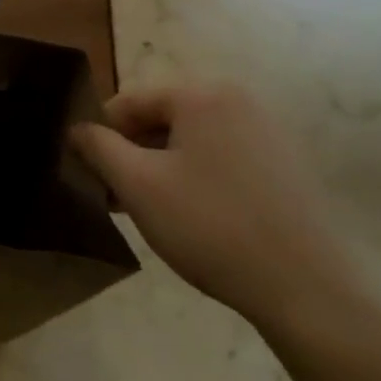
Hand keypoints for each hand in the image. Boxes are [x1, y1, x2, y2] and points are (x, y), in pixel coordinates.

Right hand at [71, 82, 362, 326]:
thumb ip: (99, 148)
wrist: (303, 285)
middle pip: (162, 117)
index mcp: (203, 95)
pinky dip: (194, 176)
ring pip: (191, 140)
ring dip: (159, 167)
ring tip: (144, 208)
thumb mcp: (139, 185)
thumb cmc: (209, 225)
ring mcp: (268, 132)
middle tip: (112, 195)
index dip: (99, 134)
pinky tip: (187, 214)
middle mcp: (239, 101)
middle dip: (131, 152)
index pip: (130, 102)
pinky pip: (221, 157)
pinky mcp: (284, 164)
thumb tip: (77, 129)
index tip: (84, 171)